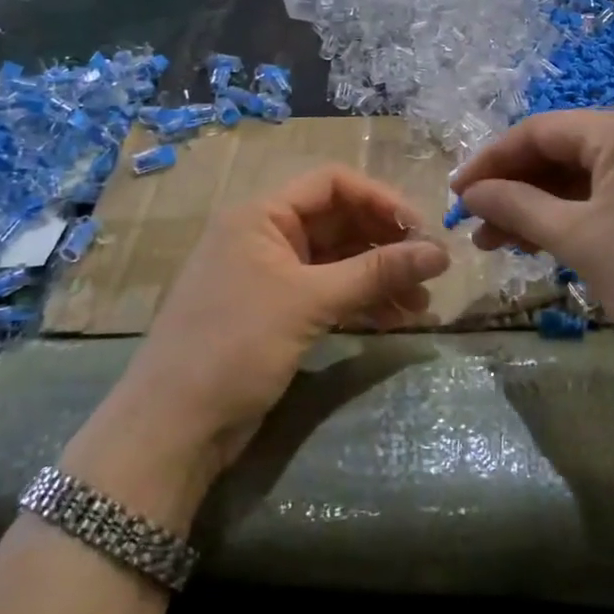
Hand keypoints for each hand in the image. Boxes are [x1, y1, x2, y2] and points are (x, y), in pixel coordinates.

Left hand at [64, 166, 449, 524]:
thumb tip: (441, 253)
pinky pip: (330, 293)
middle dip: (386, 244)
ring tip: (423, 303)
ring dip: (380, 277)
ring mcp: (272, 276)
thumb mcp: (309, 302)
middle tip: (430, 269)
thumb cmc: (234, 345)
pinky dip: (362, 302)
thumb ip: (376, 272)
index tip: (421, 230)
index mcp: (261, 215)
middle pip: (339, 222)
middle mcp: (267, 236)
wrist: (172, 428)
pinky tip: (397, 318)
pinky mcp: (278, 314)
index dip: (380, 200)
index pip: (332, 184)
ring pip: (339, 261)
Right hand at [453, 108, 613, 382]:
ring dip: (538, 208)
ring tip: (500, 244)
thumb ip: (519, 207)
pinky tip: (543, 245)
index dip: (492, 160)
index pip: (541, 131)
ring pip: (582, 181)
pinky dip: (571, 220)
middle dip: (514, 188)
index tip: (456, 193)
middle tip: (476, 227)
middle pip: (561, 153)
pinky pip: (606, 200)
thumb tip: (472, 193)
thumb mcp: (580, 239)